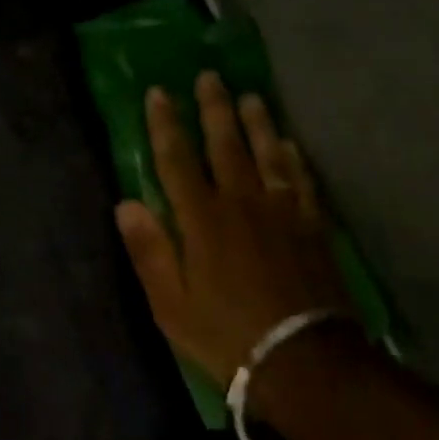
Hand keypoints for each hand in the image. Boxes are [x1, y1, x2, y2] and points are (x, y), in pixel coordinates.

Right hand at [115, 72, 352, 386]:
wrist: (306, 363)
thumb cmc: (227, 335)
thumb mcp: (171, 304)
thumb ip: (149, 250)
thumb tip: (126, 203)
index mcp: (201, 219)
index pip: (177, 159)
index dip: (165, 124)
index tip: (159, 92)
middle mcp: (240, 202)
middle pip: (224, 145)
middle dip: (213, 108)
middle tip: (209, 77)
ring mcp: (281, 212)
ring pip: (266, 154)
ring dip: (256, 123)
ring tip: (250, 96)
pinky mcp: (312, 227)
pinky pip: (302, 181)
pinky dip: (294, 159)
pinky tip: (290, 144)